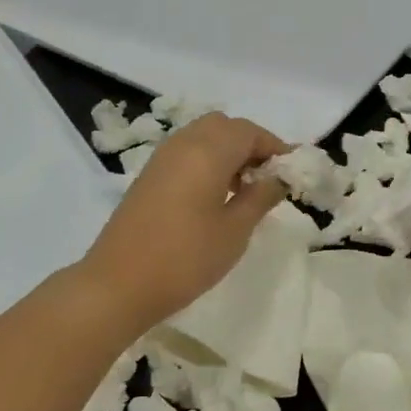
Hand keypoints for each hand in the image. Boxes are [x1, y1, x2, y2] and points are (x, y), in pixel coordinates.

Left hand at [79, 112, 288, 331]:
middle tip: (267, 178)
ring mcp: (161, 159)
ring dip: (227, 152)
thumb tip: (278, 177)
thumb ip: (260, 197)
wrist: (118, 284)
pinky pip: (185, 154)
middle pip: (224, 127)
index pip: (249, 131)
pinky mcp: (148, 177)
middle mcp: (182, 144)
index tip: (291, 172)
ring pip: (202, 137)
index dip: (274, 147)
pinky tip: (214, 197)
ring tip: (243, 190)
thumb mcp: (234, 230)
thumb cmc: (186, 258)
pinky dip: (206, 162)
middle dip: (250, 145)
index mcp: (207, 151)